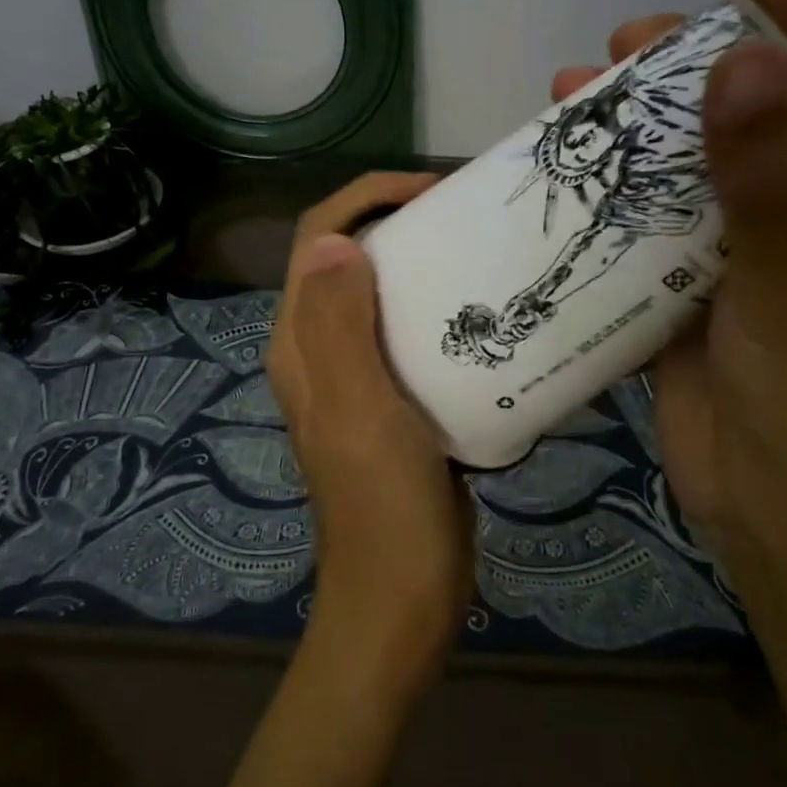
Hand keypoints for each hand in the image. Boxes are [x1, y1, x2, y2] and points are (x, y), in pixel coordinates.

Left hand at [266, 172, 473, 692]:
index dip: (367, 200)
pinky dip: (439, 311)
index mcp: (301, 342)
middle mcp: (320, 351)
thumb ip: (339, 325)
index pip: (317, 240)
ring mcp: (357, 377)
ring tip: (479, 254)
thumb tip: (336, 241)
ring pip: (382, 296)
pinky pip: (409, 335)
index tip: (431, 191)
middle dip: (397, 223)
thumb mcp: (360, 409)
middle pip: (348, 260)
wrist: (403, 595)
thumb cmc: (383, 503)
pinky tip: (485, 316)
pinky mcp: (393, 402)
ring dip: (421, 265)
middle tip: (464, 217)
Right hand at [551, 0, 786, 579]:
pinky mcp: (698, 275)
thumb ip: (775, 175)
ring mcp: (755, 240)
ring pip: (701, 154)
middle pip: (768, 102)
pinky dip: (618, 183)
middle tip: (628, 41)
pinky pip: (659, 210)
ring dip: (643, 118)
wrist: (768, 510)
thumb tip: (740, 57)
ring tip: (577, 85)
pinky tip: (570, 164)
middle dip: (699, 61)